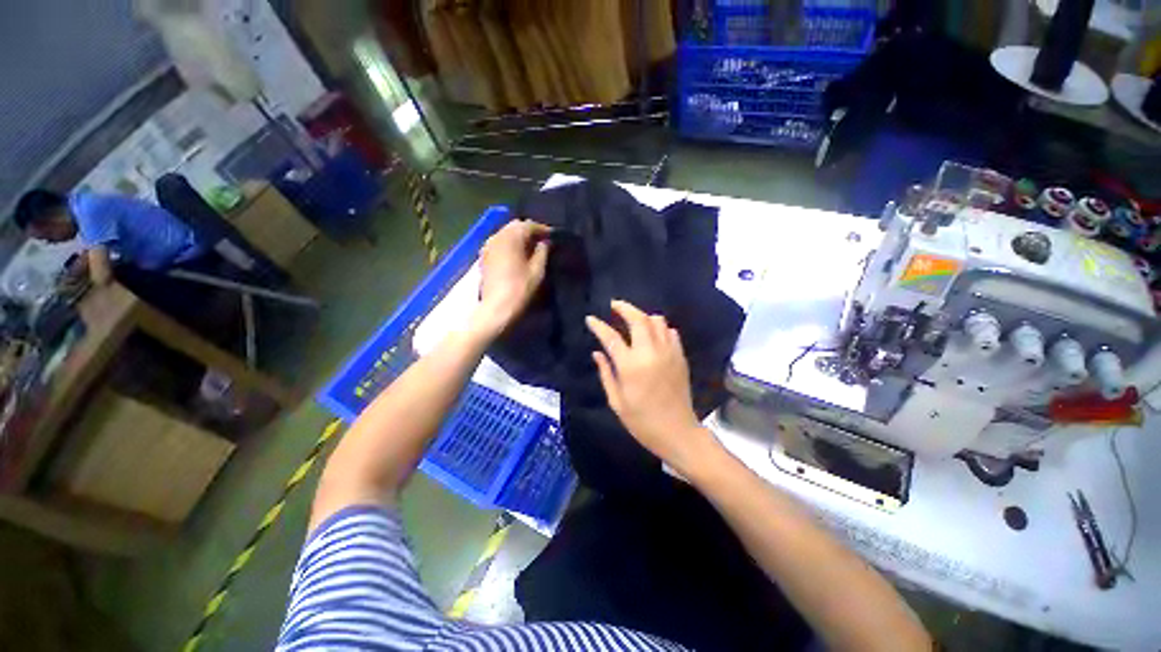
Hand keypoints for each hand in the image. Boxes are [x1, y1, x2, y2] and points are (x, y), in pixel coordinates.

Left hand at [472, 219, 549, 337]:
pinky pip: (499, 244)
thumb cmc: (520, 288)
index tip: (554, 237)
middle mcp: (497, 235)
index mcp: (512, 235)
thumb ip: (543, 251)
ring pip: (506, 234)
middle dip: (529, 232)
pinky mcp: (483, 257)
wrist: (496, 308)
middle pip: (516, 226)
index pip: (530, 225)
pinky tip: (517, 256)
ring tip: (530, 249)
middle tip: (542, 242)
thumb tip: (544, 242)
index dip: (543, 230)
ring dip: (518, 238)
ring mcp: (488, 246)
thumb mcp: (538, 269)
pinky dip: (508, 246)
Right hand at [586, 300, 714, 472]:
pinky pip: (671, 332)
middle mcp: (651, 353)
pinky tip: (653, 335)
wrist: (677, 431)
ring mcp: (669, 353)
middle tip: (614, 305)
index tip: (590, 319)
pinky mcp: (680, 357)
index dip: (599, 326)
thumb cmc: (642, 422)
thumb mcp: (617, 402)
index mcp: (631, 366)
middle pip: (638, 319)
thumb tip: (598, 353)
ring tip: (633, 320)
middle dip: (624, 308)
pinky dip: (660, 328)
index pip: (611, 337)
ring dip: (643, 316)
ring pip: (657, 321)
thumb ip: (607, 374)